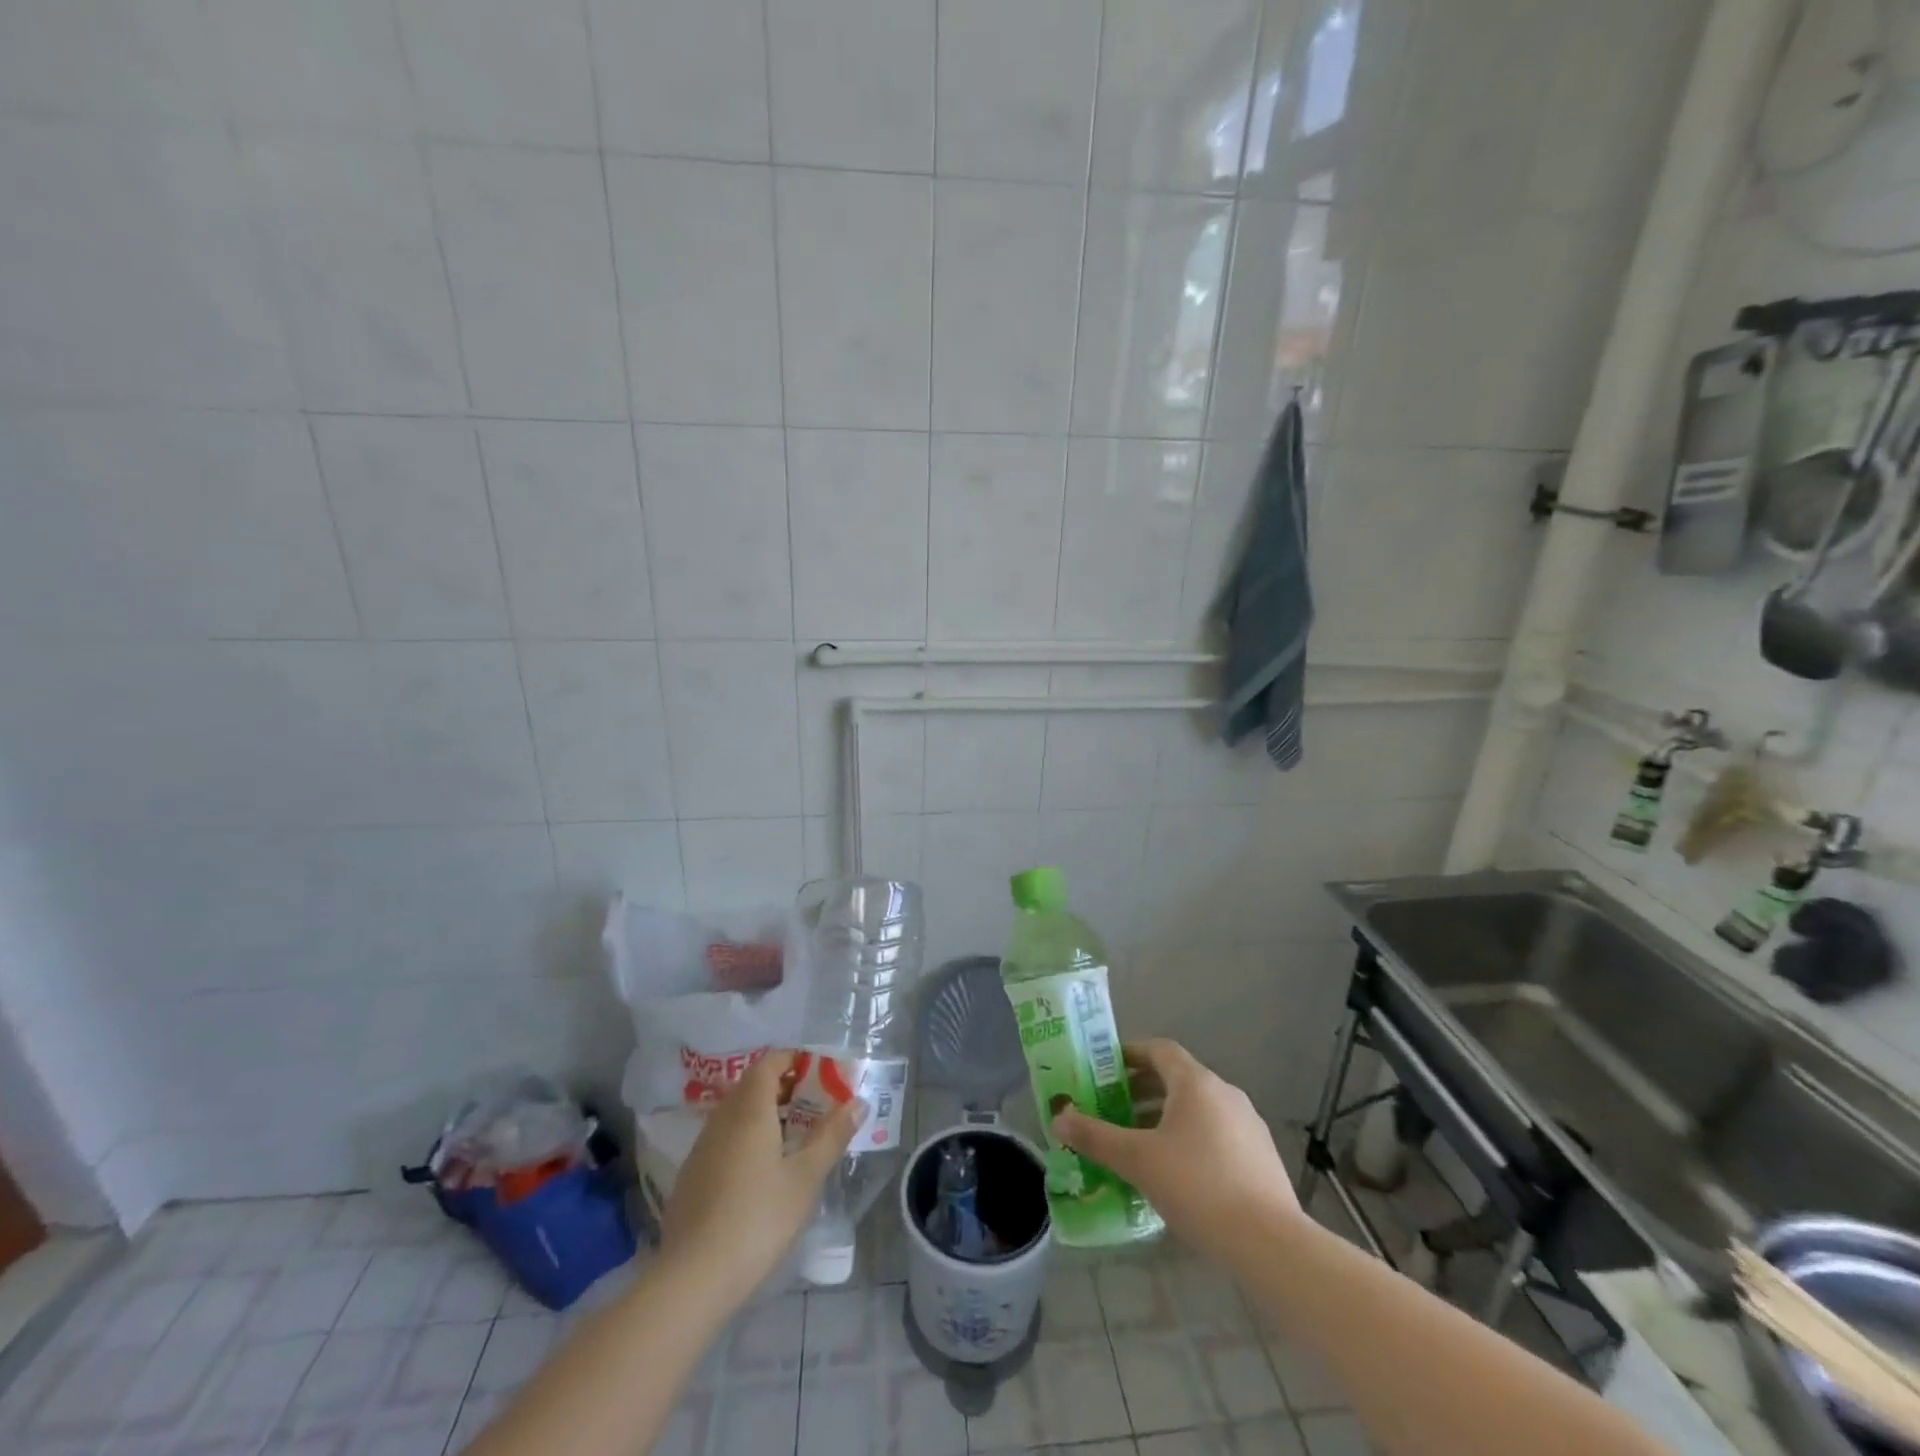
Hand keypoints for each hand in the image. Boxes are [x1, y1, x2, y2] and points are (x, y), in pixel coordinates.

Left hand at [661, 1050, 862, 1304]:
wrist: (693, 1278)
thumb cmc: (758, 1218)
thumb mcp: (806, 1178)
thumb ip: (832, 1135)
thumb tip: (857, 1102)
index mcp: (750, 1109)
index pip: (769, 1062)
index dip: (794, 1060)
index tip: (820, 1073)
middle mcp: (722, 1118)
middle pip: (752, 1085)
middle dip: (784, 1086)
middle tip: (814, 1105)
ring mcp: (702, 1147)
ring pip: (736, 1112)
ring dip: (765, 1112)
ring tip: (794, 1137)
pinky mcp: (691, 1175)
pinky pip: (724, 1137)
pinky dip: (746, 1136)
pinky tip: (762, 1170)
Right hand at [1053, 1038, 1300, 1258]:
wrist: (1270, 1244)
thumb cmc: (1197, 1187)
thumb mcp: (1137, 1160)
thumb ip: (1096, 1137)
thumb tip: (1059, 1118)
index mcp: (1196, 1083)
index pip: (1159, 1049)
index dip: (1131, 1054)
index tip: (1105, 1068)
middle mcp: (1225, 1093)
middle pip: (1177, 1078)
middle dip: (1143, 1090)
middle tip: (1113, 1108)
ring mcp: (1248, 1124)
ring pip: (1198, 1108)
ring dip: (1166, 1117)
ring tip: (1140, 1145)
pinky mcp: (1261, 1156)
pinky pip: (1217, 1133)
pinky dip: (1191, 1139)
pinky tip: (1177, 1174)